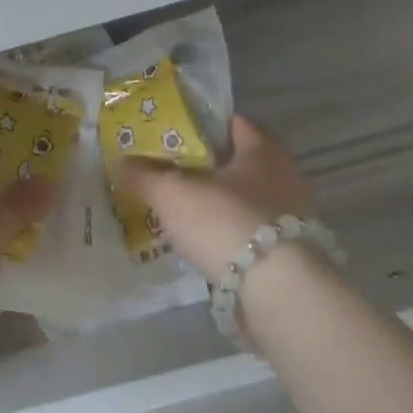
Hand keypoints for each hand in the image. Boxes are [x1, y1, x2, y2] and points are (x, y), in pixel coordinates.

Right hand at [115, 116, 318, 282]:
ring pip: (248, 198)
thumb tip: (119, 162)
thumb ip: (144, 176)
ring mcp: (293, 215)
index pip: (234, 123)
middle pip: (241, 162)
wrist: (277, 289)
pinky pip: (254, 230)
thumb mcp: (171, 194)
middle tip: (174, 173)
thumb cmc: (225, 221)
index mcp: (261, 150)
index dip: (205, 125)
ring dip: (222, 203)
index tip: (176, 134)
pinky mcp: (293, 252)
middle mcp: (285, 175)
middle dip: (210, 167)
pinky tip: (208, 242)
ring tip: (186, 211)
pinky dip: (232, 232)